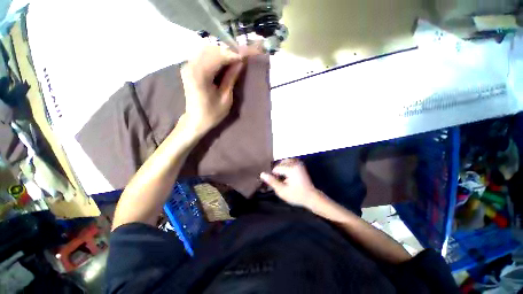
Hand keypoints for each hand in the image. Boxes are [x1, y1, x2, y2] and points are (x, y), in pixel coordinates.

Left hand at [180, 46, 244, 134]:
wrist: (195, 120)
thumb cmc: (212, 114)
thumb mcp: (225, 98)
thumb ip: (231, 78)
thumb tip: (240, 62)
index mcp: (200, 75)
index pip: (219, 56)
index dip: (235, 53)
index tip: (248, 54)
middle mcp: (191, 65)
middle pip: (213, 49)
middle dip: (230, 51)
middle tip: (244, 56)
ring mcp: (188, 65)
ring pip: (208, 50)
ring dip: (224, 53)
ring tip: (237, 59)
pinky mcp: (190, 67)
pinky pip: (204, 55)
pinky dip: (217, 56)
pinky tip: (226, 62)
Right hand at [260, 158, 325, 208]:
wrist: (311, 197)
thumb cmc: (296, 195)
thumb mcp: (282, 191)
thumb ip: (272, 181)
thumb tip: (262, 174)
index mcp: (291, 169)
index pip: (276, 168)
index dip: (274, 176)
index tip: (277, 183)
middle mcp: (295, 164)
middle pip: (280, 163)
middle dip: (278, 171)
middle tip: (279, 180)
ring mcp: (299, 164)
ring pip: (285, 161)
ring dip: (282, 168)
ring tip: (282, 177)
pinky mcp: (301, 165)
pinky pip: (290, 162)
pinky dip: (286, 166)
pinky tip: (287, 174)